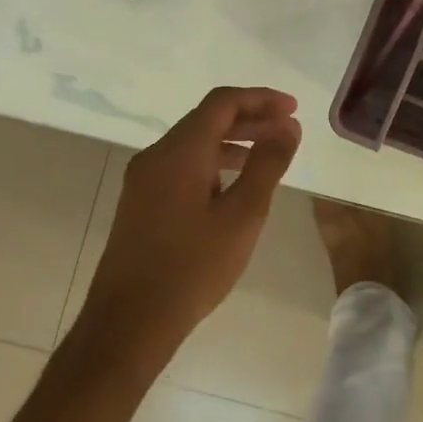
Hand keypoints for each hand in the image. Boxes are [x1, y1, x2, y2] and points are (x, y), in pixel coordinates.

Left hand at [71, 87, 301, 372]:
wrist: (129, 322)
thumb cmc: (193, 267)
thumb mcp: (243, 215)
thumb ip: (267, 164)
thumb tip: (288, 127)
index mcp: (180, 151)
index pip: (223, 103)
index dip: (261, 98)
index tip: (293, 109)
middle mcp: (156, 156)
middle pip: (207, 119)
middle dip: (250, 118)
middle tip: (287, 129)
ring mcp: (144, 180)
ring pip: (194, 143)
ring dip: (233, 140)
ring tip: (268, 155)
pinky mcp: (141, 202)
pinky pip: (182, 165)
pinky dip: (214, 161)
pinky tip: (234, 185)